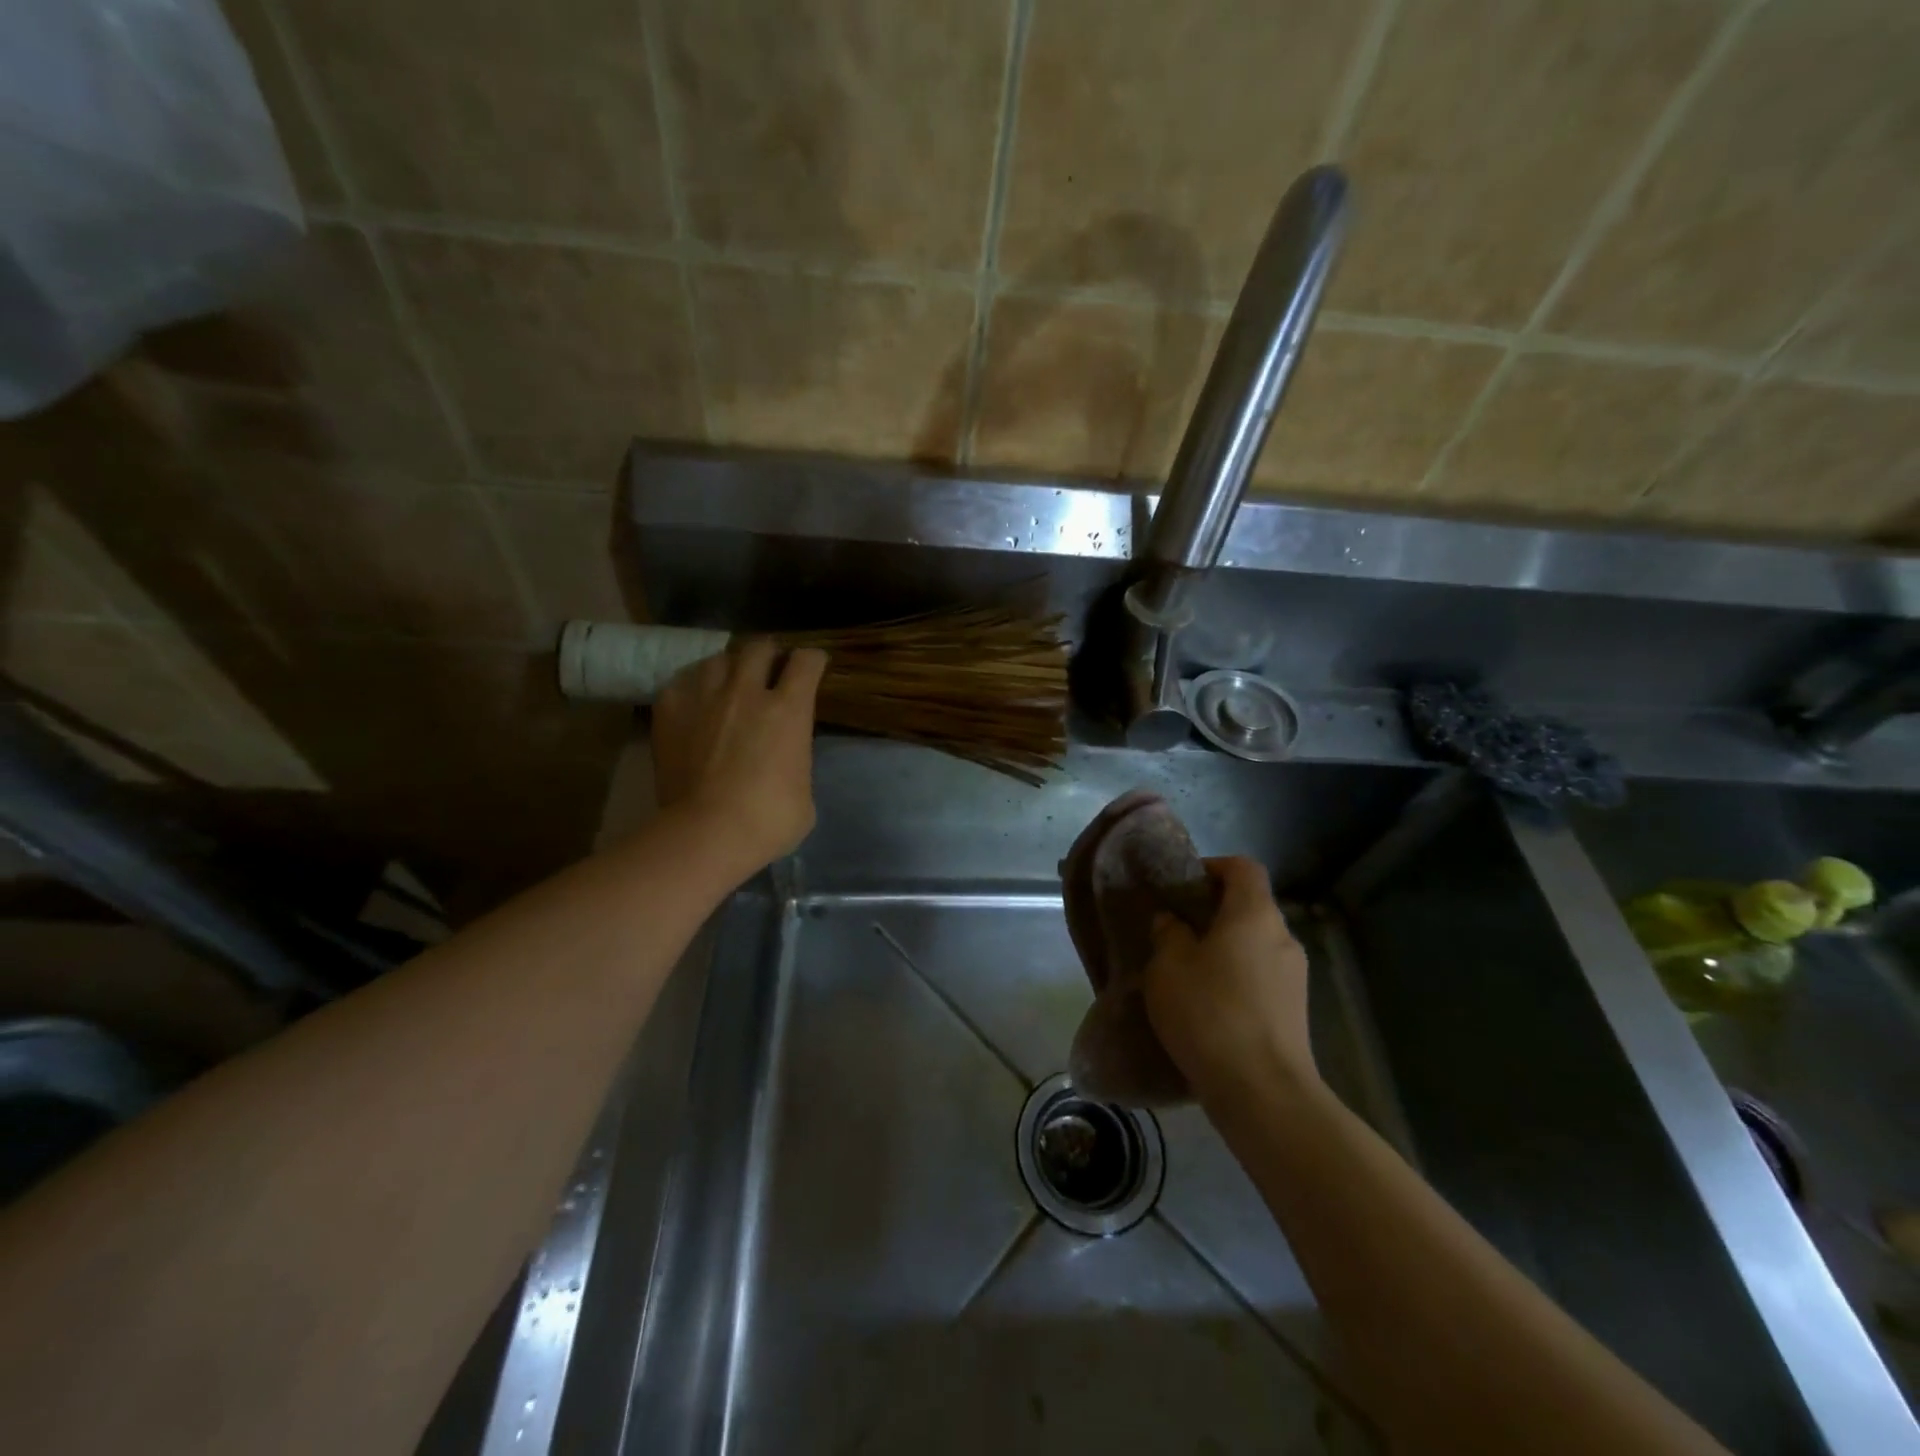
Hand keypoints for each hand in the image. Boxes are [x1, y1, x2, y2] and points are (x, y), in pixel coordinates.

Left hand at [652, 640, 827, 873]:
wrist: (707, 832)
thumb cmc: (769, 820)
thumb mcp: (804, 792)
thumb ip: (796, 761)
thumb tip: (786, 760)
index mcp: (789, 709)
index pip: (807, 661)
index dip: (813, 661)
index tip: (813, 667)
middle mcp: (747, 691)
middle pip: (760, 647)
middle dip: (769, 654)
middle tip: (769, 669)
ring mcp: (704, 697)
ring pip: (719, 659)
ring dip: (729, 667)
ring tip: (728, 682)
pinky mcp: (669, 711)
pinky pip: (682, 682)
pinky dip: (693, 687)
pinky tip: (695, 701)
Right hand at [1142, 856, 1317, 1103]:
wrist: (1263, 1092)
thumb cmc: (1210, 1013)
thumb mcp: (1168, 967)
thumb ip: (1168, 934)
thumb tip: (1172, 921)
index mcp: (1255, 914)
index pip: (1243, 868)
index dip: (1212, 866)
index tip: (1182, 885)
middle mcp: (1283, 937)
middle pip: (1250, 906)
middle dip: (1213, 911)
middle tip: (1175, 929)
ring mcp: (1295, 977)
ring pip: (1255, 944)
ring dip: (1224, 948)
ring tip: (1187, 971)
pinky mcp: (1295, 1011)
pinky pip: (1261, 976)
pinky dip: (1236, 977)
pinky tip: (1209, 1004)